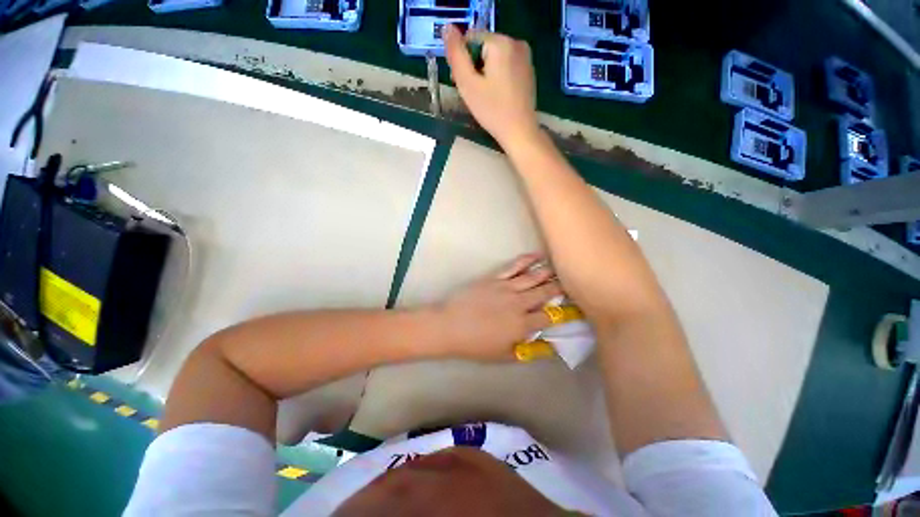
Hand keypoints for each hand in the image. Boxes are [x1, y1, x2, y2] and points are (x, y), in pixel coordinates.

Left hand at [434, 253, 561, 360]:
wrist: (450, 326)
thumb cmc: (476, 345)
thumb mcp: (504, 355)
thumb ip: (528, 351)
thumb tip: (549, 346)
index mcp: (522, 325)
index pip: (550, 317)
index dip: (563, 313)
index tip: (573, 308)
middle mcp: (519, 304)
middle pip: (545, 293)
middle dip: (560, 288)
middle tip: (572, 282)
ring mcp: (506, 288)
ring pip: (533, 277)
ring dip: (549, 272)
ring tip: (561, 267)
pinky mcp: (495, 278)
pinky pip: (514, 266)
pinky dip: (527, 260)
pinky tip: (537, 255)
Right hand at [443, 25, 539, 147]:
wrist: (519, 132)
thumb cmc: (492, 111)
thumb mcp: (468, 84)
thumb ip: (456, 55)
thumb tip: (447, 28)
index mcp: (501, 42)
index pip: (470, 38)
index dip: (462, 60)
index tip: (463, 83)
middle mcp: (516, 42)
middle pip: (483, 47)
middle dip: (474, 66)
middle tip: (473, 92)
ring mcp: (525, 56)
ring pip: (494, 56)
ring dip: (484, 72)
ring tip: (485, 95)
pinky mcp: (528, 70)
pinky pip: (505, 65)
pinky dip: (497, 76)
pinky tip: (497, 95)